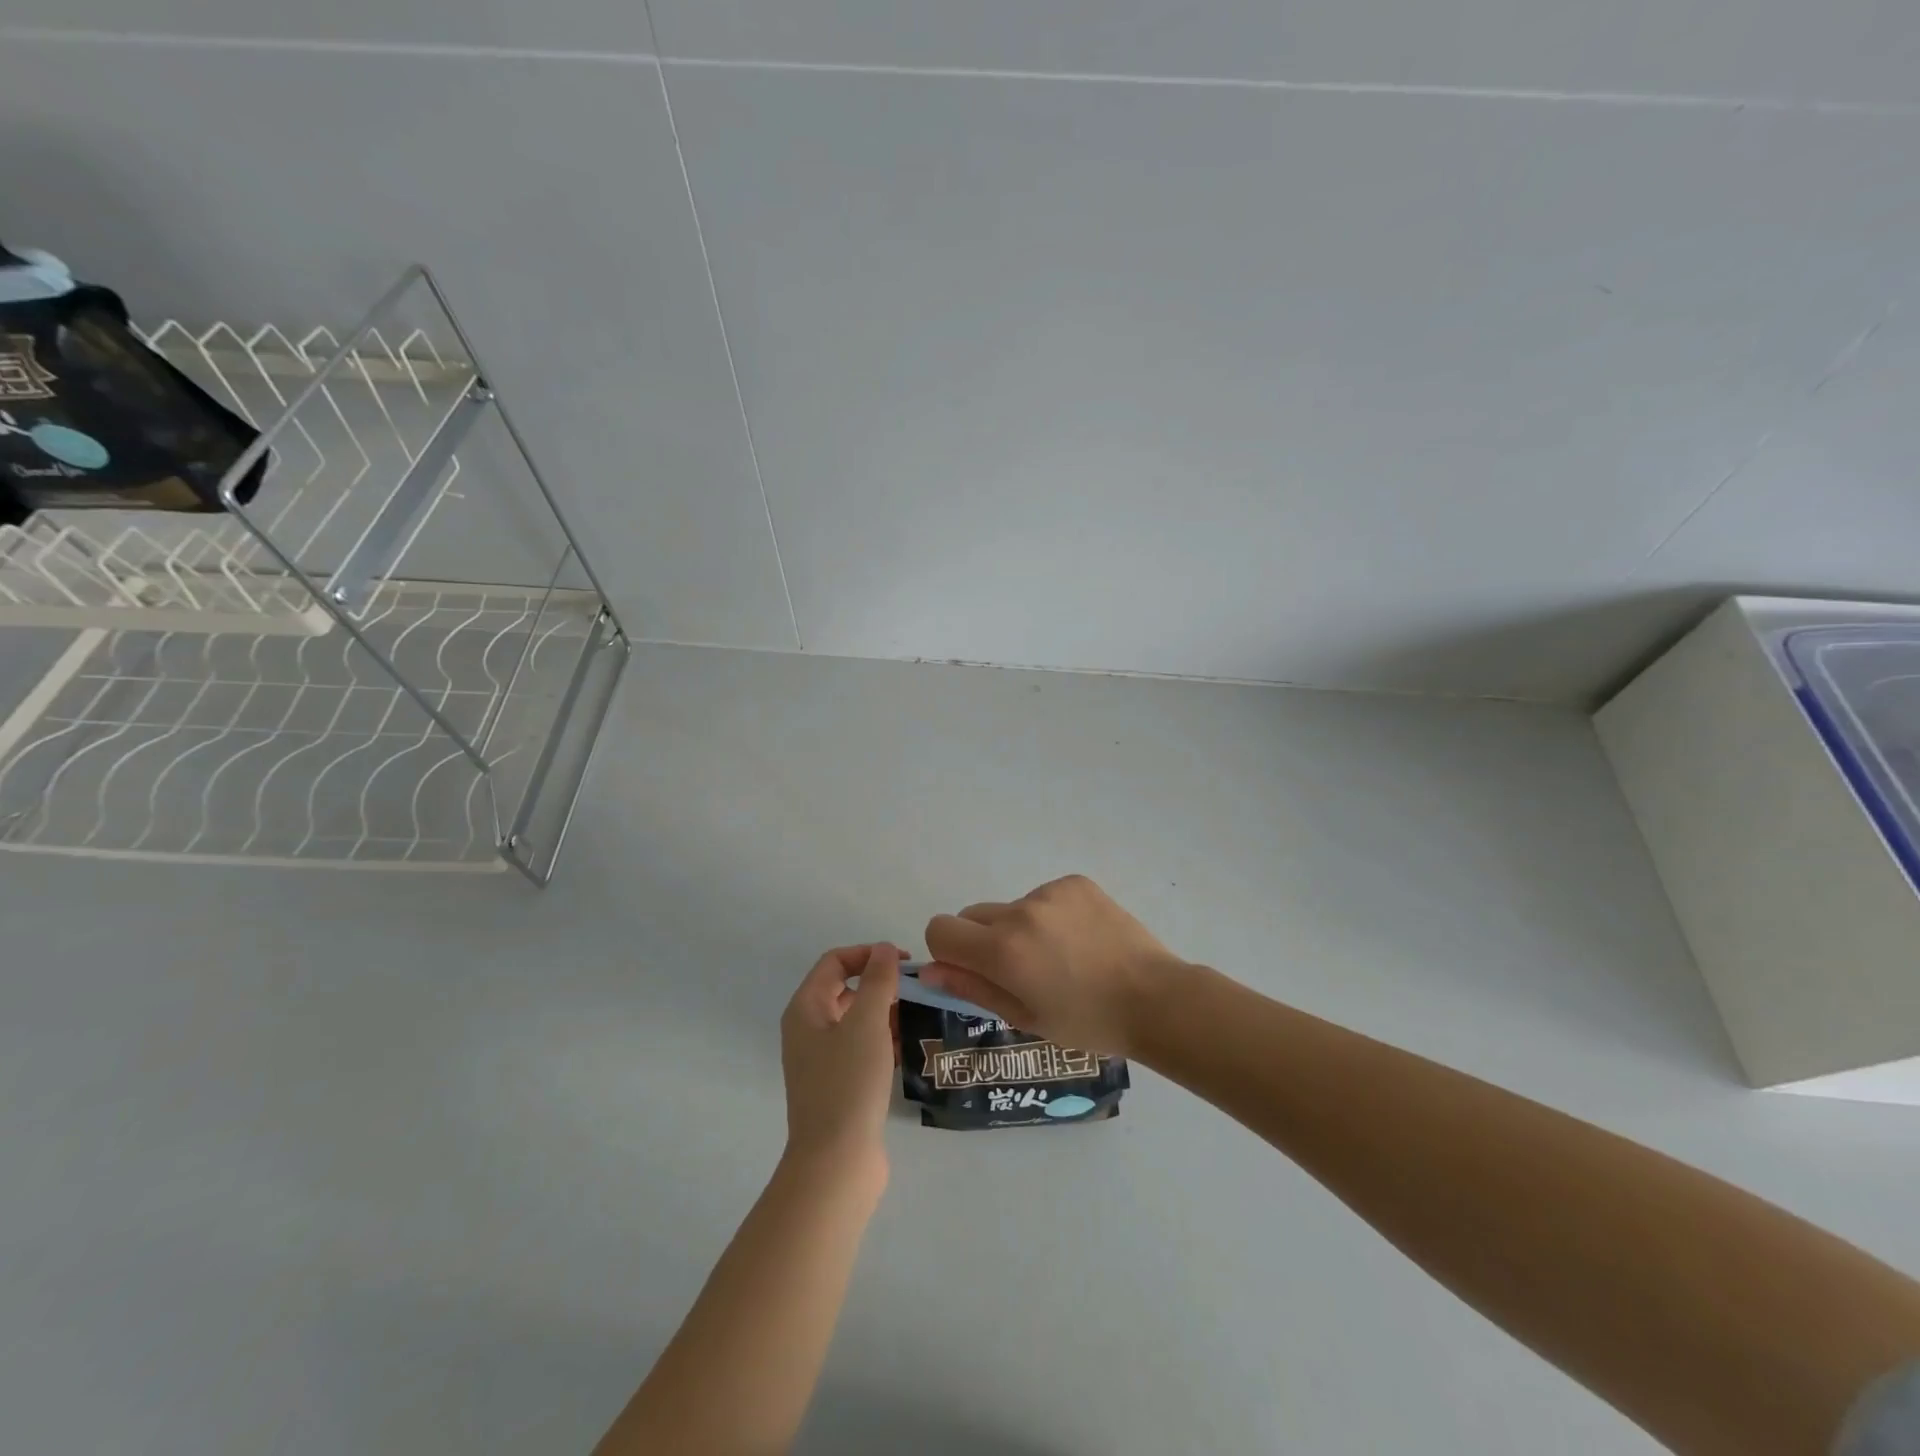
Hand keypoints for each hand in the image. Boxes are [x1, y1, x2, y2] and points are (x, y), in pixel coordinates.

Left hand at [780, 944, 900, 1179]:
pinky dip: (884, 1041)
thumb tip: (884, 950)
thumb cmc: (848, 1083)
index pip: (835, 962)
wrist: (836, 1163)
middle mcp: (809, 1030)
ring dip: (886, 1012)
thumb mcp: (866, 1023)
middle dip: (880, 984)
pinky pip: (862, 1049)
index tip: (904, 962)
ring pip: (857, 1021)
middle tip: (916, 989)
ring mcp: (822, 1060)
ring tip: (920, 1015)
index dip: (868, 954)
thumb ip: (878, 980)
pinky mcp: (839, 1085)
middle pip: (845, 990)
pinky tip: (911, 1047)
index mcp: (806, 1009)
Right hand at [921, 875, 1186, 1055]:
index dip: (948, 951)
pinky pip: (1043, 897)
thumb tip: (929, 970)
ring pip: (1011, 908)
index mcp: (1002, 950)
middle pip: (972, 915)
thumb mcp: (1024, 1016)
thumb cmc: (1087, 1021)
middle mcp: (1019, 912)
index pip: (940, 929)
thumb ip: (971, 988)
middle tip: (1021, 971)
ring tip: (1062, 958)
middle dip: (983, 941)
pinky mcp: (1074, 882)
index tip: (972, 970)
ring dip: (1020, 929)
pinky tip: (1080, 941)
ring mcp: (1049, 892)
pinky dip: (1051, 916)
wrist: (1155, 998)